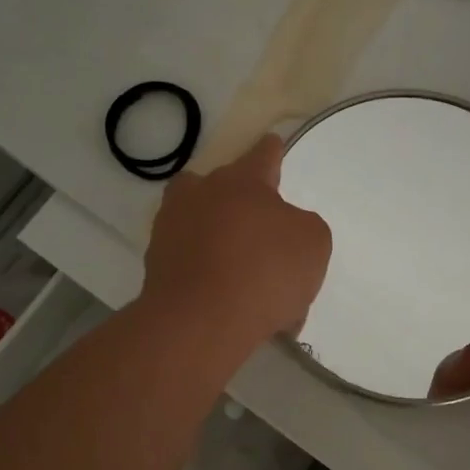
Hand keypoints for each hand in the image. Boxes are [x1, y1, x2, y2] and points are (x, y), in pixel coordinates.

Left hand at [141, 134, 332, 355]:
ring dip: (224, 242)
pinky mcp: (156, 266)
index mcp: (242, 180)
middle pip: (224, 188)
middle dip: (244, 205)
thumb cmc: (264, 271)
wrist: (199, 322)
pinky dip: (210, 278)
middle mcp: (201, 194)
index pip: (263, 153)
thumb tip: (282, 229)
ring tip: (250, 281)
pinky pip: (193, 264)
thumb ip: (303, 226)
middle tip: (266, 237)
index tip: (273, 146)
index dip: (273, 152)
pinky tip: (234, 309)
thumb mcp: (313, 243)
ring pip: (205, 227)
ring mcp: (171, 229)